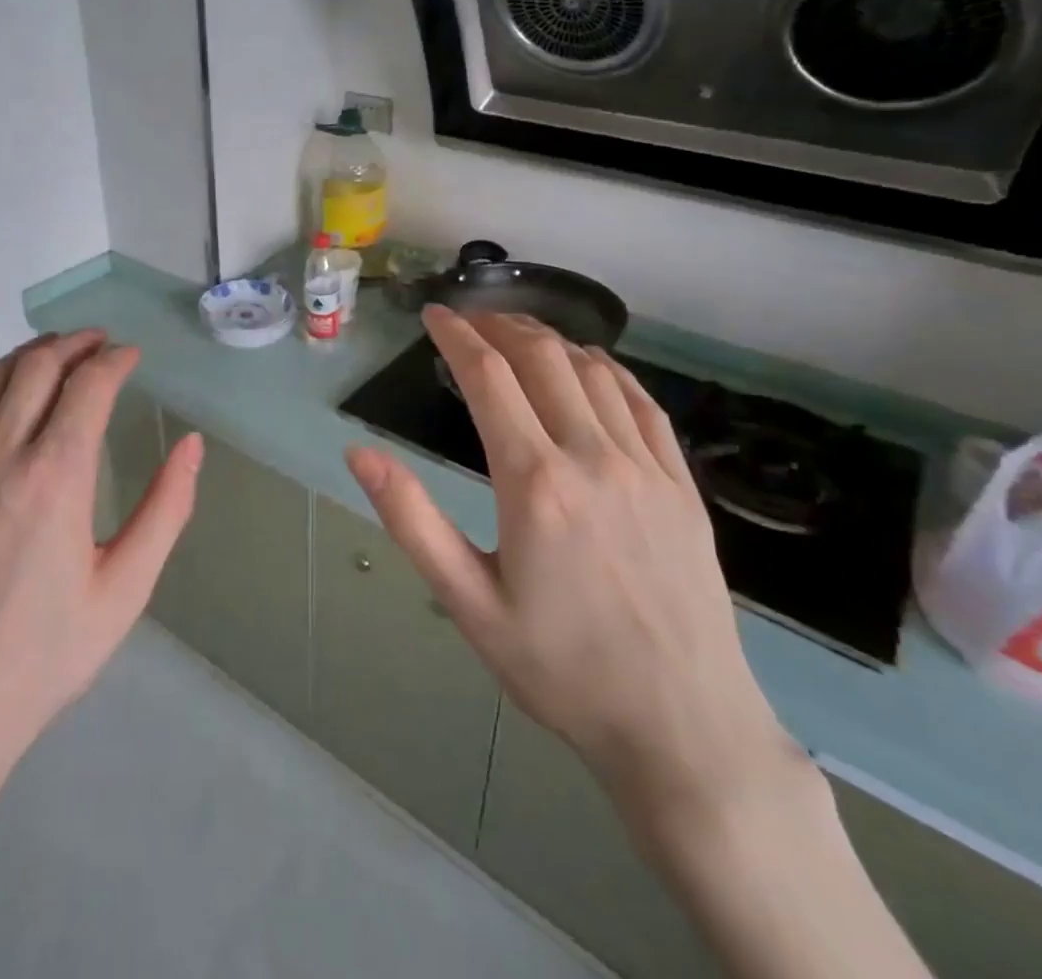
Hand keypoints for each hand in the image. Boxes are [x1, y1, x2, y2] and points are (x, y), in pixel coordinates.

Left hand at [0, 328, 202, 812]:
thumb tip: (192, 445)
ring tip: (52, 355)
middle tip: (99, 344)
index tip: (132, 356)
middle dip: (74, 344)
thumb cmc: (41, 657)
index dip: (115, 360)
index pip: (89, 385)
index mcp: (57, 476)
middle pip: (37, 367)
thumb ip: (166, 510)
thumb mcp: (125, 590)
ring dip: (26, 355)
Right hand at [346, 308, 798, 824]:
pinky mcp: (682, 483)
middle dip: (499, 326)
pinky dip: (607, 368)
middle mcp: (592, 456)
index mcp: (534, 482)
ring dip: (549, 339)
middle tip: (469, 319)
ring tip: (516, 332)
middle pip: (542, 358)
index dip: (456, 337)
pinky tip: (589, 364)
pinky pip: (641, 401)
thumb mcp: (468, 603)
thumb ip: (411, 521)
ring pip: (593, 370)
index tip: (433, 316)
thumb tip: (359, 453)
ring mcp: (645, 465)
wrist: (682, 726)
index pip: (488, 378)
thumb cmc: (561, 669)